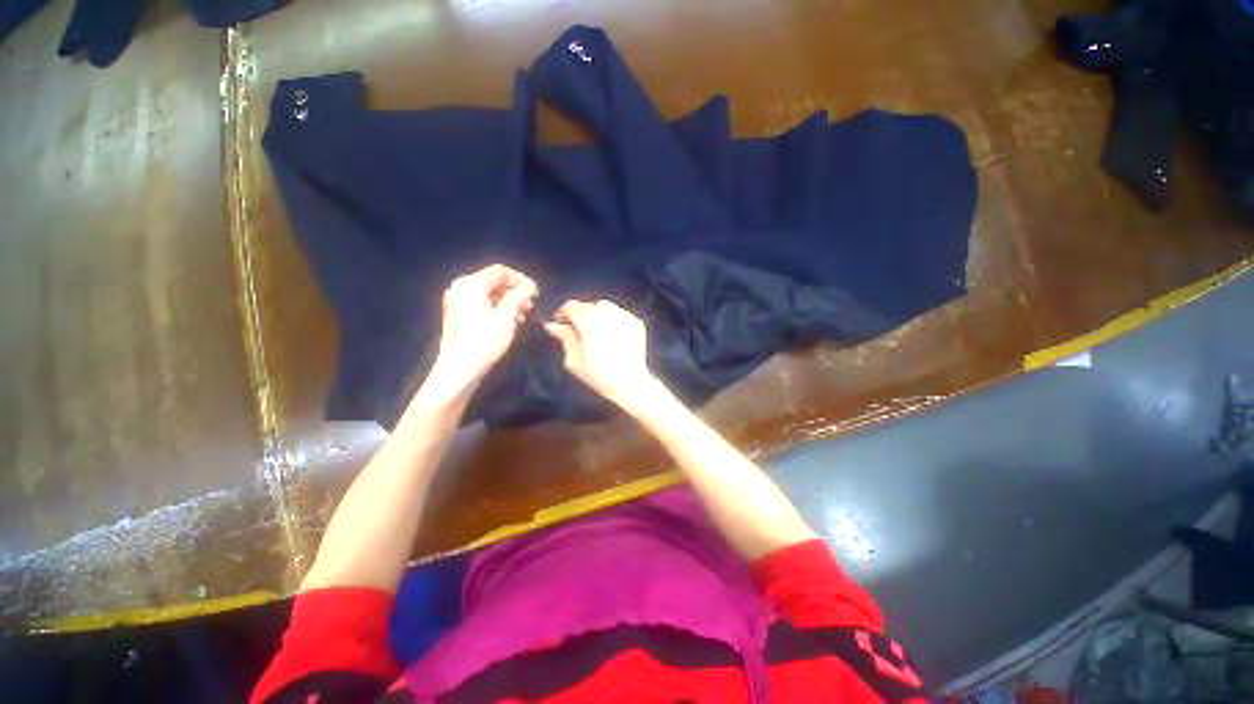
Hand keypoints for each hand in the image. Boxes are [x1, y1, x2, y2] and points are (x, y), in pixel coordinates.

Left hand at [429, 264, 537, 395]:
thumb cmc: (484, 341)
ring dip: (507, 301)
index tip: (536, 293)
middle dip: (514, 292)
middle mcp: (460, 288)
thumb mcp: (506, 318)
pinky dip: (496, 308)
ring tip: (522, 317)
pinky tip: (508, 322)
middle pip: (493, 281)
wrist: (458, 369)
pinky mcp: (457, 314)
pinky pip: (480, 304)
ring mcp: (456, 301)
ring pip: (488, 294)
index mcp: (471, 284)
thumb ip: (518, 297)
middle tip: (530, 306)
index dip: (520, 279)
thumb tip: (530, 286)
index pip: (500, 271)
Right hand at [544, 299, 661, 412]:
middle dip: (580, 315)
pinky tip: (612, 335)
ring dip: (597, 314)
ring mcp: (623, 315)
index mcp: (587, 320)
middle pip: (587, 305)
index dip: (563, 314)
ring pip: (605, 307)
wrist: (629, 382)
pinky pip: (619, 314)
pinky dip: (613, 320)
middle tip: (578, 330)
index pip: (570, 306)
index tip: (561, 324)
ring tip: (596, 331)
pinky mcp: (636, 322)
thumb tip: (554, 326)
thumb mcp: (574, 360)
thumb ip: (564, 338)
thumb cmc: (598, 374)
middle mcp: (606, 313)